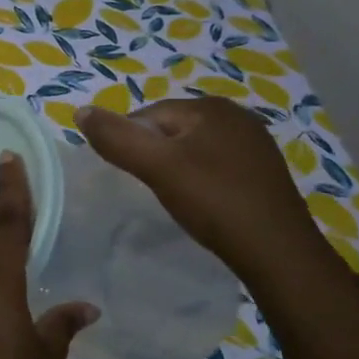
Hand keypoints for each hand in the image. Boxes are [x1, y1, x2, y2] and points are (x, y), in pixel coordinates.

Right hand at [74, 99, 334, 286]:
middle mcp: (237, 116)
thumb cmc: (213, 201)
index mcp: (210, 107)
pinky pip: (216, 166)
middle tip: (149, 189)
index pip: (148, 115)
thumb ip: (116, 138)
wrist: (278, 252)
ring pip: (193, 149)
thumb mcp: (156, 167)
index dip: (130, 144)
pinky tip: (202, 203)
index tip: (130, 176)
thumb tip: (81, 111)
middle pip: (171, 130)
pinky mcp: (263, 171)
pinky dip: (201, 180)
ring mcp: (254, 144)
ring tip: (173, 199)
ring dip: (177, 169)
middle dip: (154, 155)